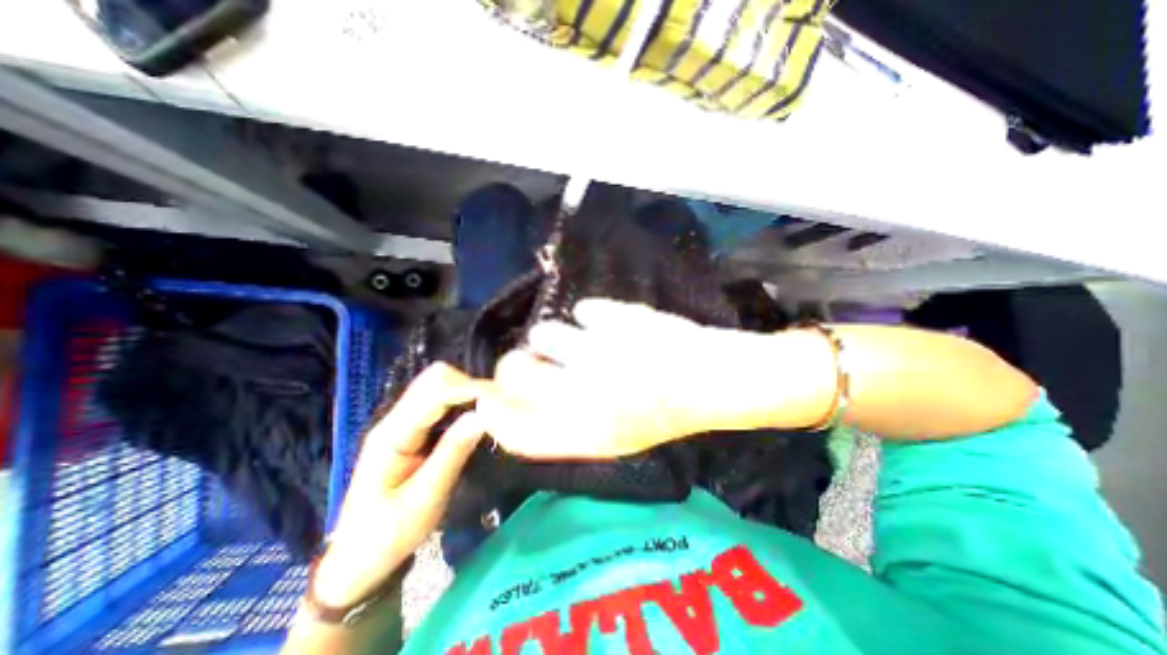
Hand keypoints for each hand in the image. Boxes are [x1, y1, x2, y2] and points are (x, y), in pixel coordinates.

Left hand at [311, 360, 484, 605]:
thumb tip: (483, 414)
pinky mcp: (410, 430)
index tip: (500, 399)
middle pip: (433, 379)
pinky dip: (460, 401)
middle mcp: (395, 419)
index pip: (434, 393)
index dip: (469, 389)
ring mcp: (401, 423)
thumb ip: (453, 452)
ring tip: (490, 410)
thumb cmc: (386, 535)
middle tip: (496, 405)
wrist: (355, 560)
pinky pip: (438, 402)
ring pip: (436, 385)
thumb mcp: (425, 499)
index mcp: (392, 435)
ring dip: (466, 391)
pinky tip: (475, 417)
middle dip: (468, 384)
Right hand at [475, 301, 839, 458]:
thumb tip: (519, 401)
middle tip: (533, 356)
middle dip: (515, 363)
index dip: (493, 410)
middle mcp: (587, 397)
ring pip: (546, 333)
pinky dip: (592, 315)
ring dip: (555, 335)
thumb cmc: (663, 413)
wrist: (717, 382)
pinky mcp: (623, 322)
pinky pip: (587, 311)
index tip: (490, 394)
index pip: (513, 430)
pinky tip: (608, 325)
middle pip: (516, 373)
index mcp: (585, 435)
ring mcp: (605, 355)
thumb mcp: (611, 438)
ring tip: (578, 338)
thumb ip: (563, 426)